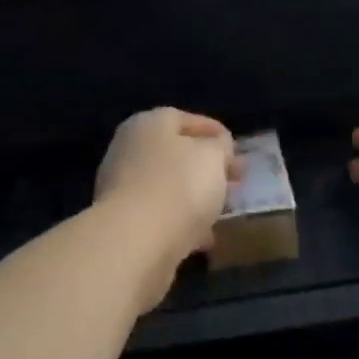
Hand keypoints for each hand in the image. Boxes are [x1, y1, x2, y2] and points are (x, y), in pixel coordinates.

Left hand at [94, 108, 237, 264]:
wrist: (136, 240)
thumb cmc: (179, 185)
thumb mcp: (213, 156)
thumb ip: (220, 146)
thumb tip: (218, 146)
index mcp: (148, 124)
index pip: (183, 119)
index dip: (213, 131)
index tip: (236, 148)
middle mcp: (129, 149)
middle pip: (174, 153)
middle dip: (206, 166)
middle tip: (235, 179)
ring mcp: (121, 186)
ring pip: (168, 185)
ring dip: (195, 196)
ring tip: (223, 209)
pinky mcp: (123, 221)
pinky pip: (160, 215)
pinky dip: (182, 221)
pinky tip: (203, 237)